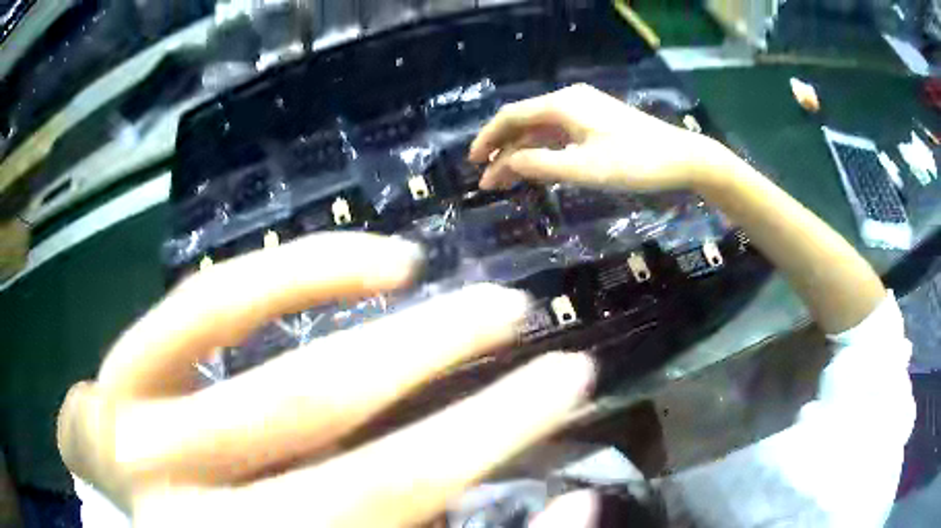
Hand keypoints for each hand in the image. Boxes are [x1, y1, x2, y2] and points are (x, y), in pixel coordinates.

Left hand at [57, 232, 594, 526]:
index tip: (571, 386)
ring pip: (290, 389)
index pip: (397, 507)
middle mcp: (196, 519)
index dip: (494, 448)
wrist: (127, 505)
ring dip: (412, 344)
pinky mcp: (127, 374)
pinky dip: (296, 278)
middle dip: (473, 403)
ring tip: (490, 307)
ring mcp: (145, 439)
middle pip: (362, 474)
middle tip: (533, 329)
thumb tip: (560, 500)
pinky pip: (211, 309)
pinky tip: (381, 265)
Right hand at [469, 84, 726, 192]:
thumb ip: (541, 164)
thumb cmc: (634, 162)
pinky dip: (544, 152)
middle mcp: (569, 101)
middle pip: (525, 123)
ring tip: (506, 180)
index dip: (488, 138)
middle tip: (488, 180)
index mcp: (563, 105)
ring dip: (522, 154)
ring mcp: (584, 111)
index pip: (513, 116)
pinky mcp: (596, 123)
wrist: (682, 157)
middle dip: (503, 150)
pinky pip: (559, 134)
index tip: (473, 163)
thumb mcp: (584, 168)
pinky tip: (536, 169)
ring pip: (542, 130)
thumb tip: (506, 164)